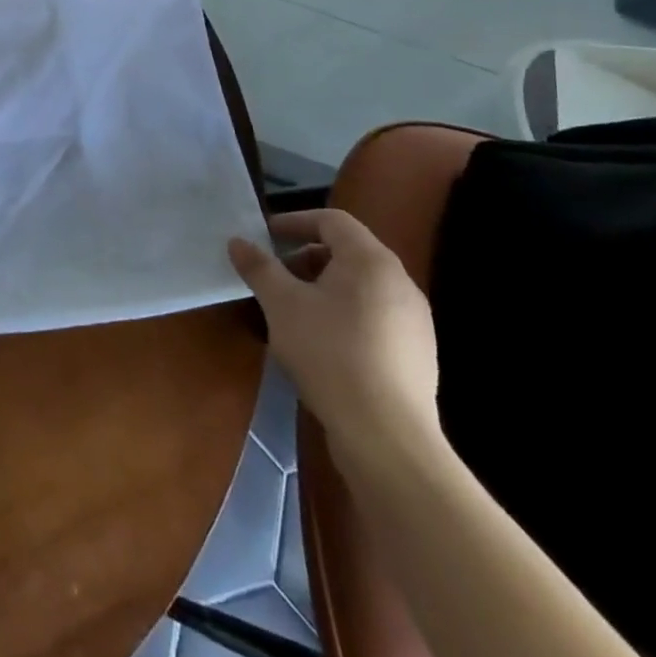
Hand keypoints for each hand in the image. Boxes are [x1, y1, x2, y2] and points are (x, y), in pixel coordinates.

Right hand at [230, 211, 439, 469]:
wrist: (387, 436)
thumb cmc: (329, 353)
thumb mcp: (281, 305)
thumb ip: (259, 267)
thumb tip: (238, 241)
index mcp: (371, 261)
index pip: (332, 221)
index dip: (295, 222)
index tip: (265, 236)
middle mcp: (401, 283)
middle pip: (349, 252)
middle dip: (306, 257)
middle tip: (275, 275)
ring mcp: (415, 321)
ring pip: (362, 287)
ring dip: (324, 287)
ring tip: (293, 311)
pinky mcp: (417, 354)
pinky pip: (374, 316)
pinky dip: (344, 314)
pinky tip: (322, 345)